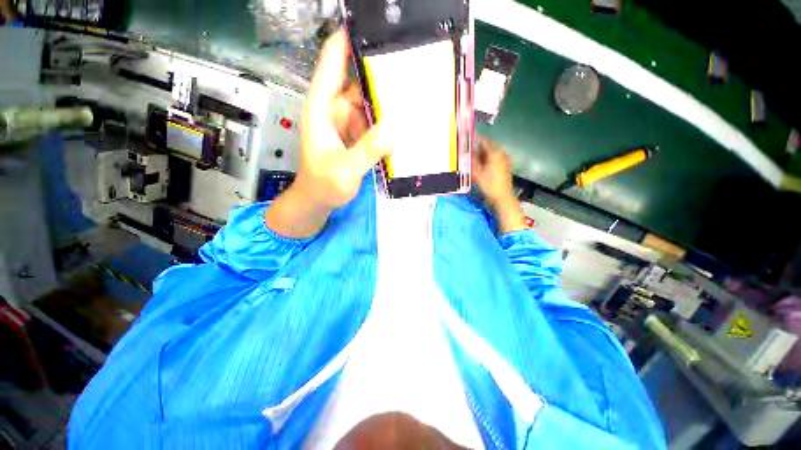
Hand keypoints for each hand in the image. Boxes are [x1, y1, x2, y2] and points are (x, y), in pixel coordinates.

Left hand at [265, 29, 392, 238]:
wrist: (319, 201)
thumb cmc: (323, 184)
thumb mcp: (344, 169)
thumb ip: (368, 149)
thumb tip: (397, 127)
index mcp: (322, 108)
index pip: (333, 62)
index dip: (349, 40)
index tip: (373, 26)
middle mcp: (336, 109)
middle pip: (359, 81)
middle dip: (382, 74)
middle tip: (412, 67)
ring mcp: (349, 123)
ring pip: (371, 103)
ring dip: (390, 101)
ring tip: (417, 94)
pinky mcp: (359, 136)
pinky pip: (376, 123)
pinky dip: (389, 122)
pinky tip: (407, 122)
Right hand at [472, 138, 527, 232]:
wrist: (502, 198)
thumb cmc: (489, 185)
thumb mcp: (477, 173)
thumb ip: (471, 161)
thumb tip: (465, 152)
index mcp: (495, 153)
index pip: (483, 141)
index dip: (474, 140)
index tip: (465, 142)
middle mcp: (501, 154)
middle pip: (488, 146)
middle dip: (477, 148)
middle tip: (467, 152)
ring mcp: (504, 160)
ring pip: (491, 153)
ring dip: (482, 154)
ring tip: (472, 159)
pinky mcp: (504, 167)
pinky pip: (494, 159)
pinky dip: (486, 160)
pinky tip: (480, 166)